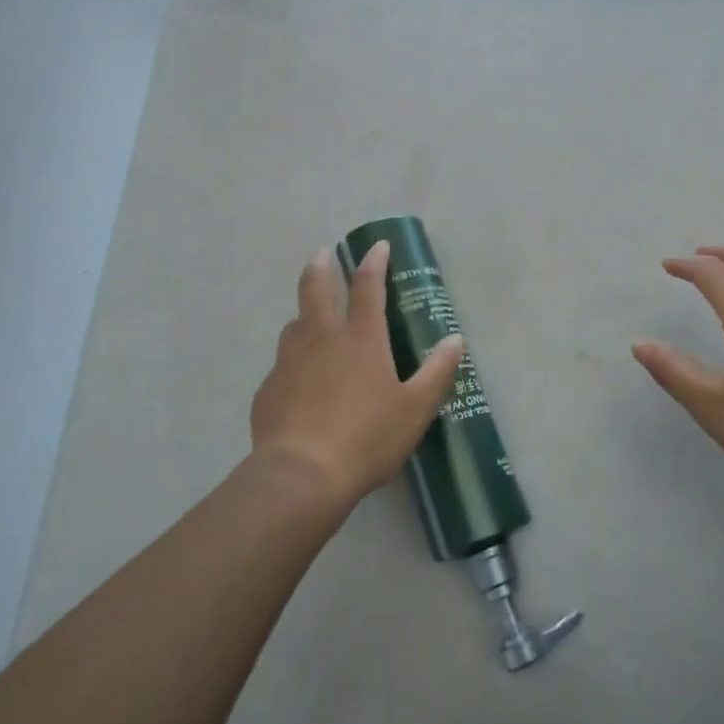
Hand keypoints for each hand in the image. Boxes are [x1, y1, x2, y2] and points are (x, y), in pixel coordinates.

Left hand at [249, 240, 464, 510]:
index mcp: (361, 339)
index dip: (374, 262)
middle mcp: (322, 339)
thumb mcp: (415, 409)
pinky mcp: (268, 390)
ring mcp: (289, 362)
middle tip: (323, 252)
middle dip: (321, 266)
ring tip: (310, 320)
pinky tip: (298, 383)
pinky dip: (292, 362)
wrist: (301, 477)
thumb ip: (437, 371)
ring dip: (304, 315)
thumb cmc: (366, 439)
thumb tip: (454, 339)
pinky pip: (281, 365)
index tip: (377, 246)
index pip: (367, 286)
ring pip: (293, 325)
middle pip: (315, 289)